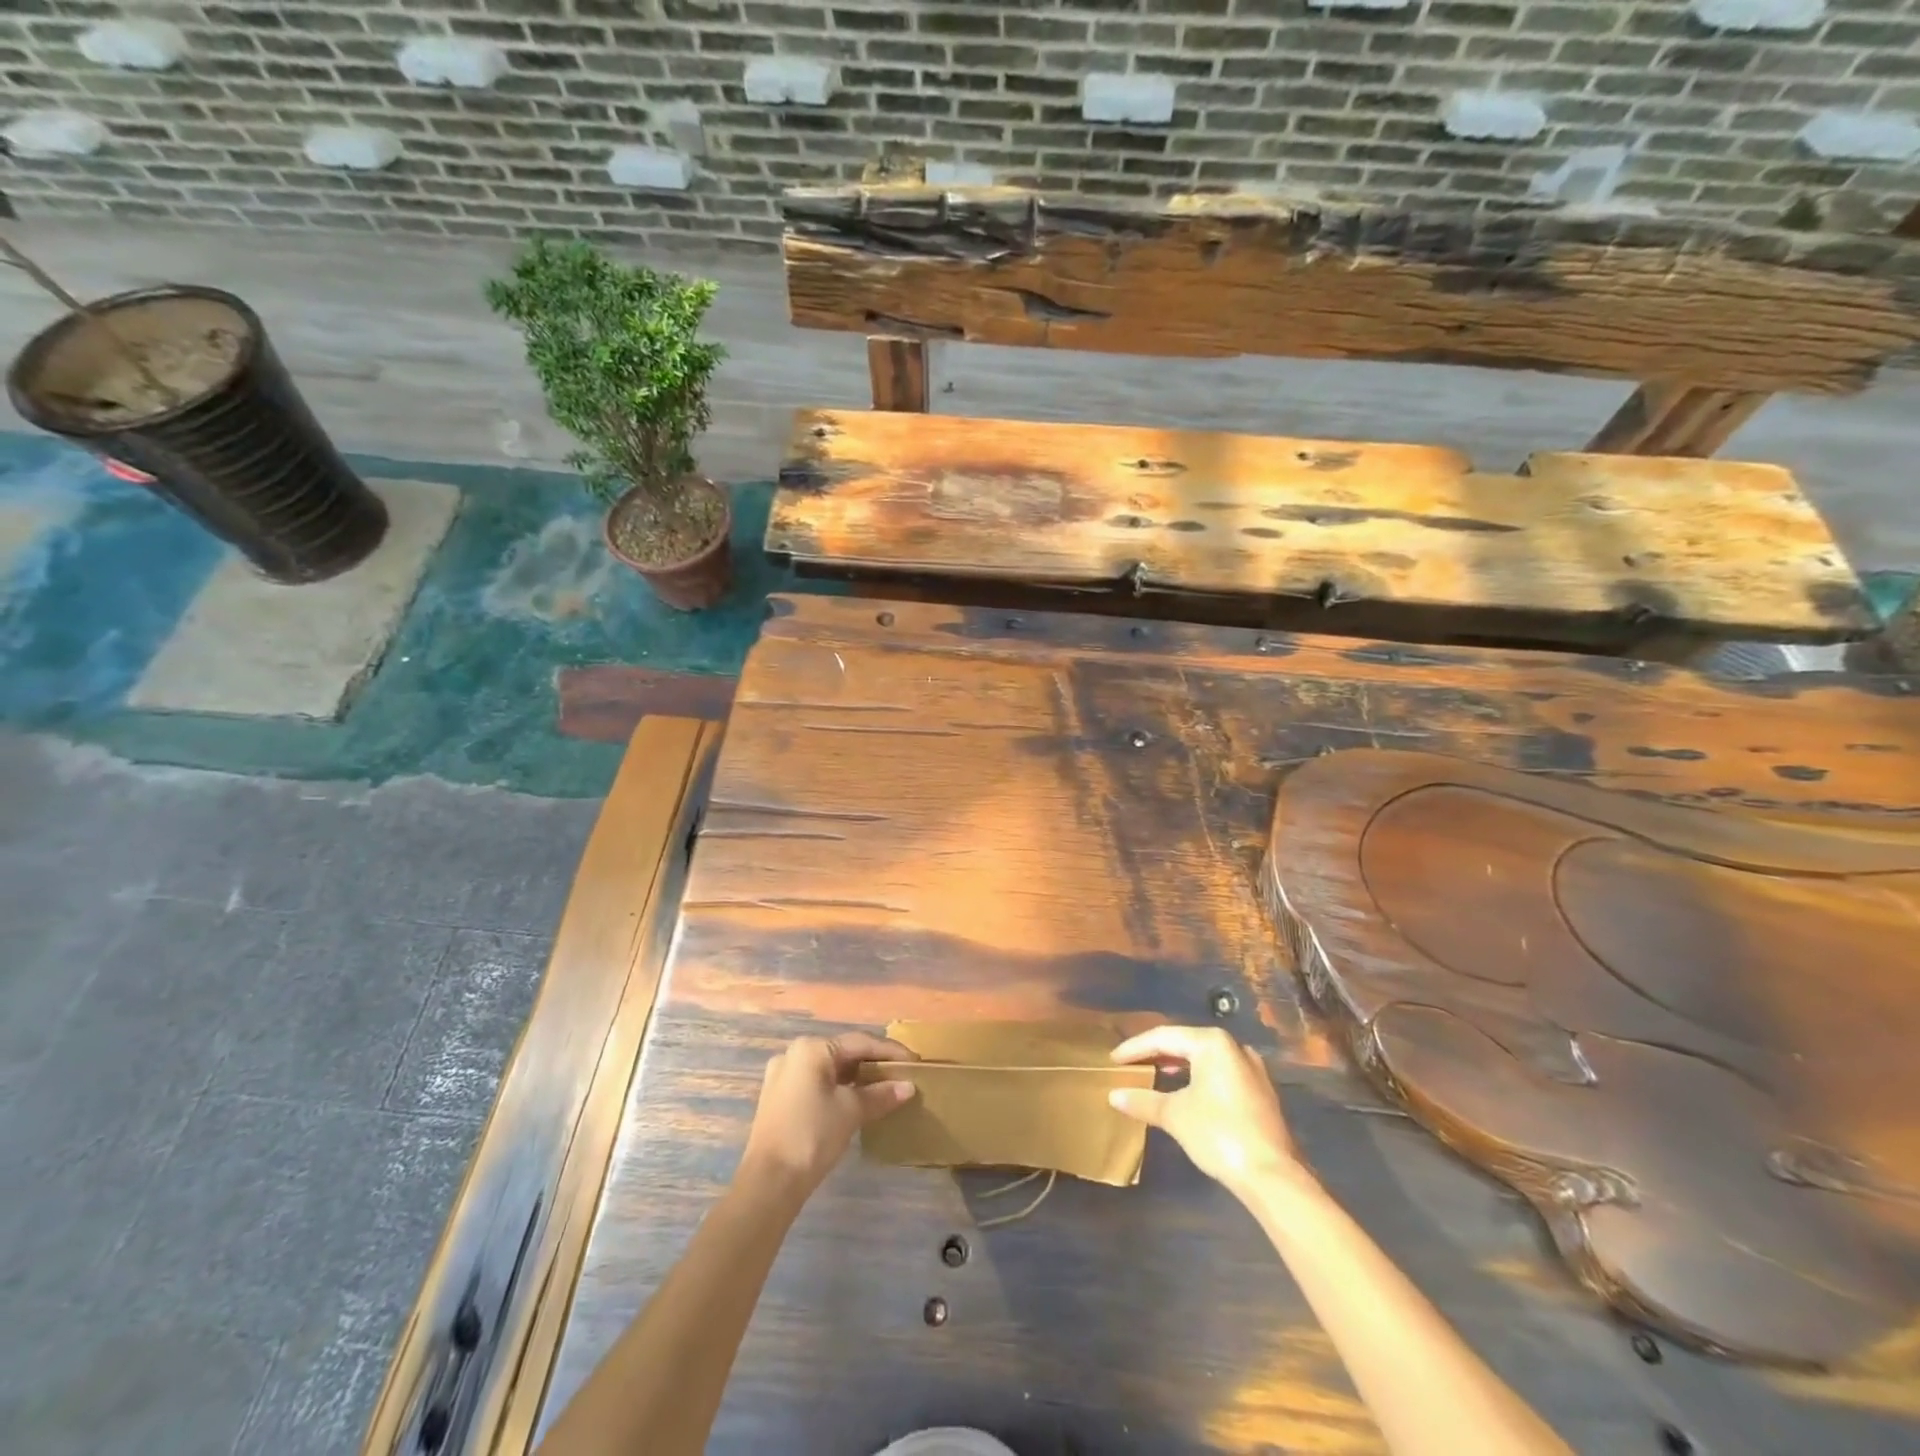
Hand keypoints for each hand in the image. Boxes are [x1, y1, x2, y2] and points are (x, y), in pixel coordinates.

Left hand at [738, 1032, 915, 1203]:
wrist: (769, 1183)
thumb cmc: (812, 1135)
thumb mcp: (851, 1111)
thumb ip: (881, 1095)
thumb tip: (908, 1087)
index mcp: (812, 1048)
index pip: (860, 1043)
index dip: (890, 1052)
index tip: (915, 1062)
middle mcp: (794, 1054)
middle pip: (843, 1053)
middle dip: (873, 1064)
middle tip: (901, 1075)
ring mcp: (783, 1076)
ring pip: (830, 1069)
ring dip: (857, 1078)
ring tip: (884, 1087)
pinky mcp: (779, 1098)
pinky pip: (817, 1083)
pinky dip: (839, 1088)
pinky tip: (856, 1100)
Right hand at [1109, 1025, 1304, 1197]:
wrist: (1273, 1176)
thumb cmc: (1219, 1134)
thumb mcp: (1175, 1115)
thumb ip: (1143, 1100)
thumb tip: (1114, 1095)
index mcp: (1212, 1042)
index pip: (1164, 1037)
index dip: (1135, 1048)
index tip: (1113, 1059)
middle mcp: (1234, 1047)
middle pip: (1186, 1043)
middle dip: (1156, 1053)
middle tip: (1131, 1064)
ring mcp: (1251, 1069)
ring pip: (1204, 1058)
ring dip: (1177, 1065)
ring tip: (1153, 1075)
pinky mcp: (1260, 1091)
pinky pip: (1220, 1073)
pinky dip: (1197, 1077)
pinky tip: (1184, 1092)